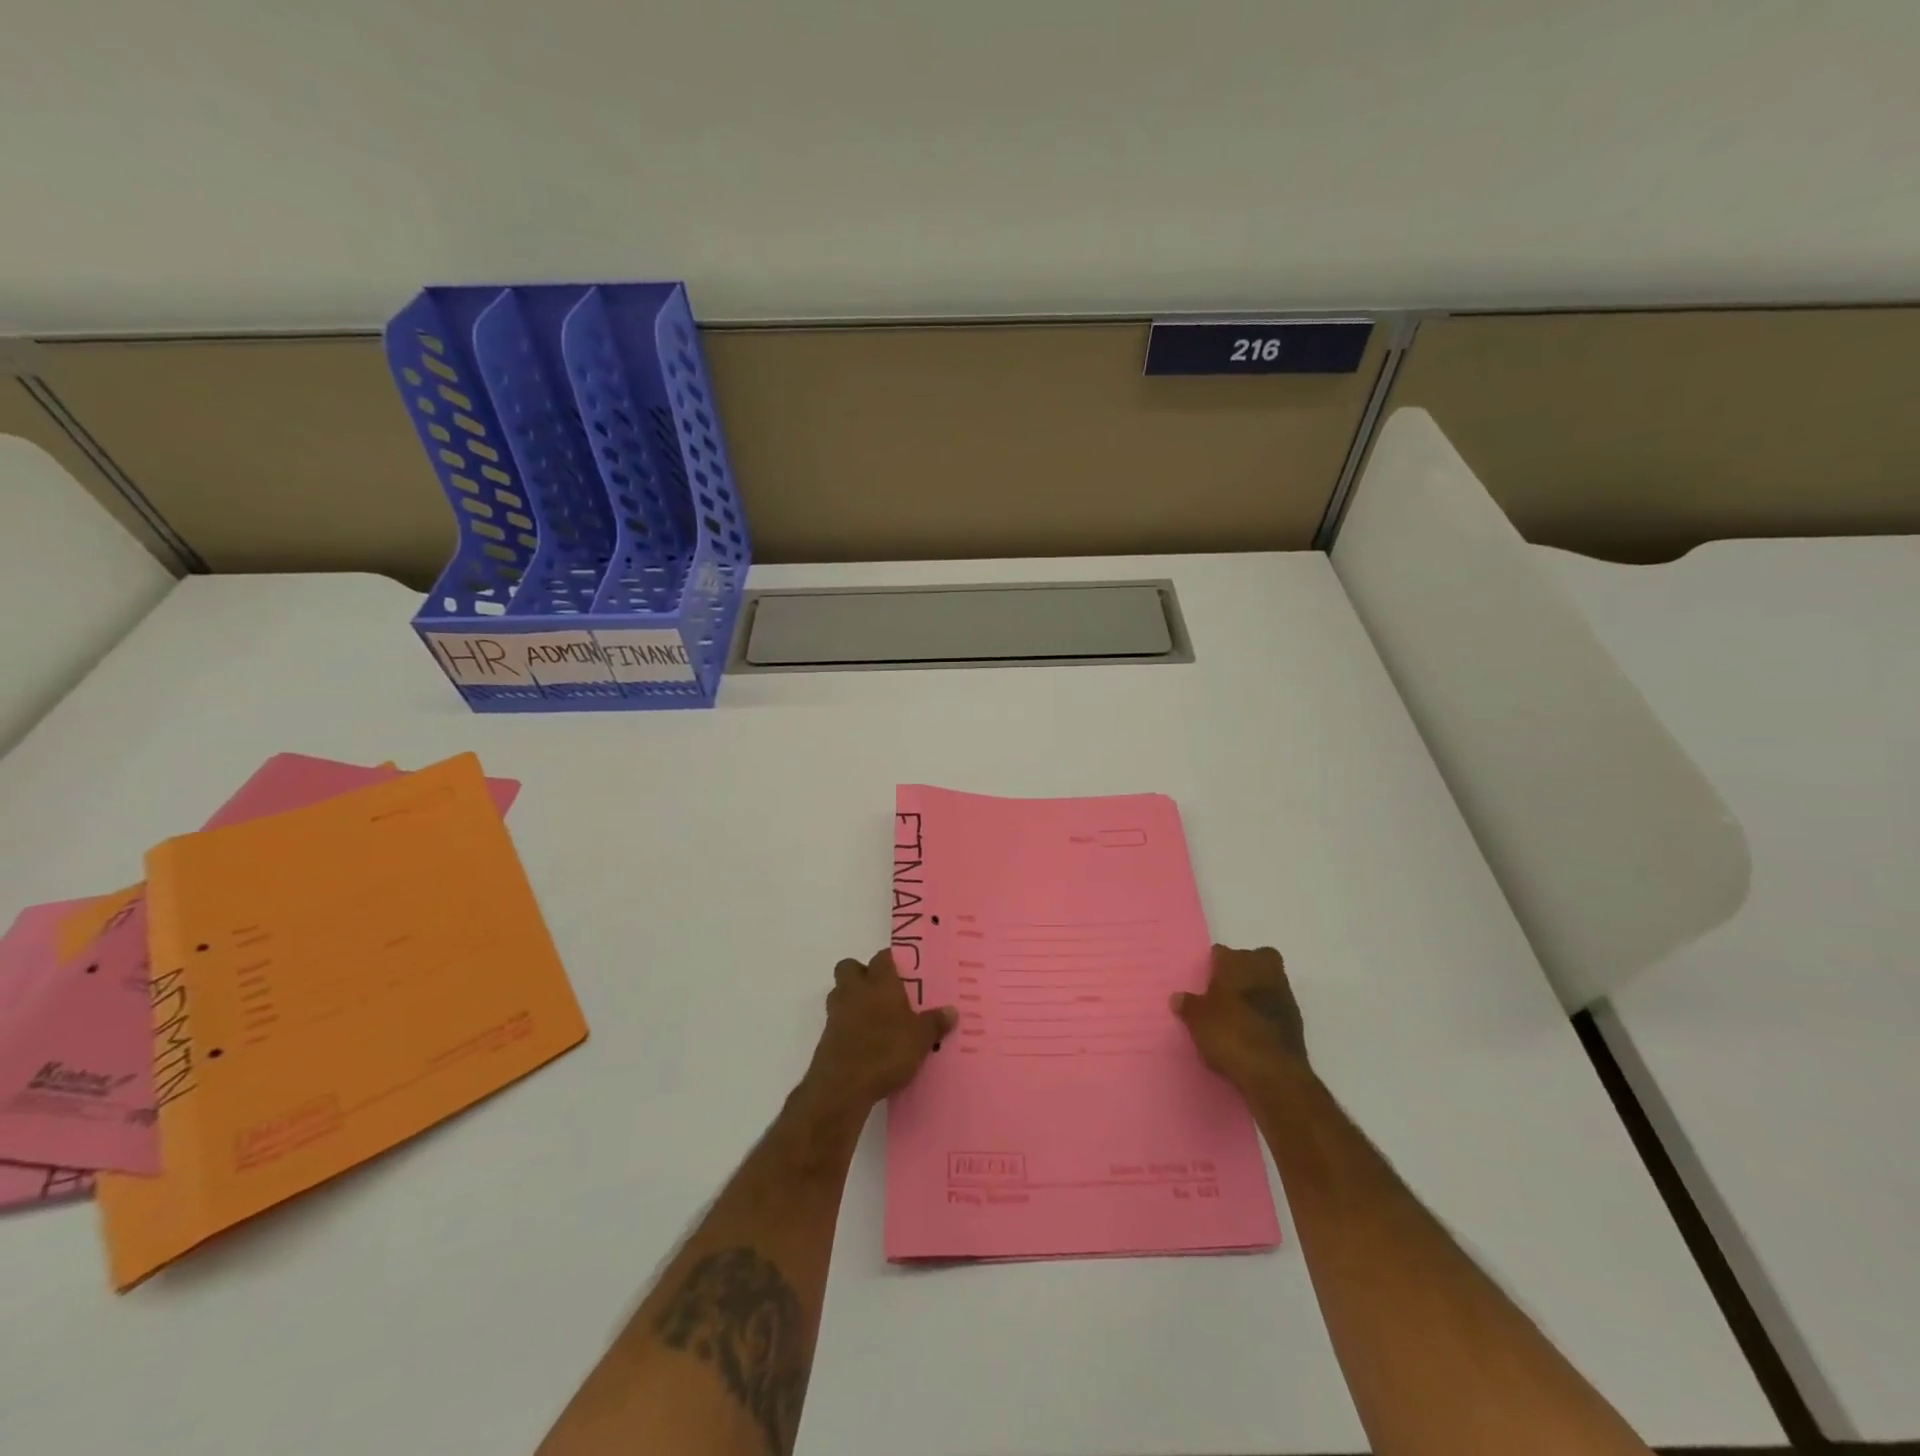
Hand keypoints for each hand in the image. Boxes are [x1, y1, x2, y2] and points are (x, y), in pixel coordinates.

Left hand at [800, 949, 956, 1117]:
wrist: (843, 1085)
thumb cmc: (886, 1051)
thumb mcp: (921, 1039)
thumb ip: (935, 1023)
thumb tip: (951, 1011)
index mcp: (880, 983)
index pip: (882, 957)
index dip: (891, 961)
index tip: (904, 971)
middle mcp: (855, 990)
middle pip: (850, 967)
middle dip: (862, 974)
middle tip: (882, 991)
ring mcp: (836, 1013)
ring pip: (839, 992)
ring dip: (852, 999)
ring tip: (873, 1016)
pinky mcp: (826, 1036)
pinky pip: (836, 1020)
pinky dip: (847, 1025)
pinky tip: (864, 1042)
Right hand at [1171, 945, 1309, 1092]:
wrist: (1275, 1074)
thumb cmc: (1230, 1035)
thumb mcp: (1197, 1020)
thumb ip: (1188, 1005)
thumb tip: (1179, 998)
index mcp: (1237, 963)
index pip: (1222, 952)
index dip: (1213, 965)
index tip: (1204, 981)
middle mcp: (1264, 971)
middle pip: (1255, 959)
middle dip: (1243, 970)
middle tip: (1224, 990)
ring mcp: (1284, 996)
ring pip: (1268, 983)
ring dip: (1255, 994)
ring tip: (1235, 1015)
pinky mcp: (1296, 1022)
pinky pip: (1275, 1009)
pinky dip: (1264, 1015)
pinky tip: (1250, 1032)